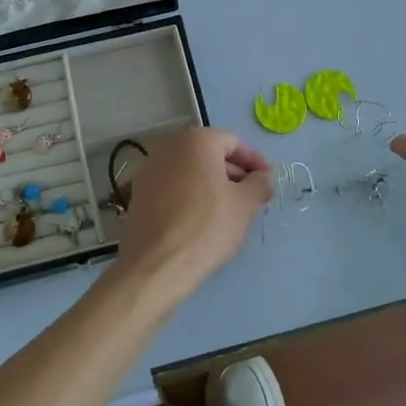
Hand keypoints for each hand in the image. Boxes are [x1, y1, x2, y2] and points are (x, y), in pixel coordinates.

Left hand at [113, 128, 272, 305]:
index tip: (267, 182)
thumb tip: (263, 176)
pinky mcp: (138, 193)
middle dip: (233, 173)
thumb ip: (259, 183)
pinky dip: (191, 194)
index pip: (234, 143)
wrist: (157, 264)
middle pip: (210, 154)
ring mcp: (149, 169)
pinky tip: (202, 219)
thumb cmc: (207, 226)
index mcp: (196, 140)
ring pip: (190, 170)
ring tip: (230, 210)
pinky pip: (173, 186)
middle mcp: (169, 147)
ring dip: (212, 184)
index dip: (255, 162)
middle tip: (252, 197)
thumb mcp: (245, 204)